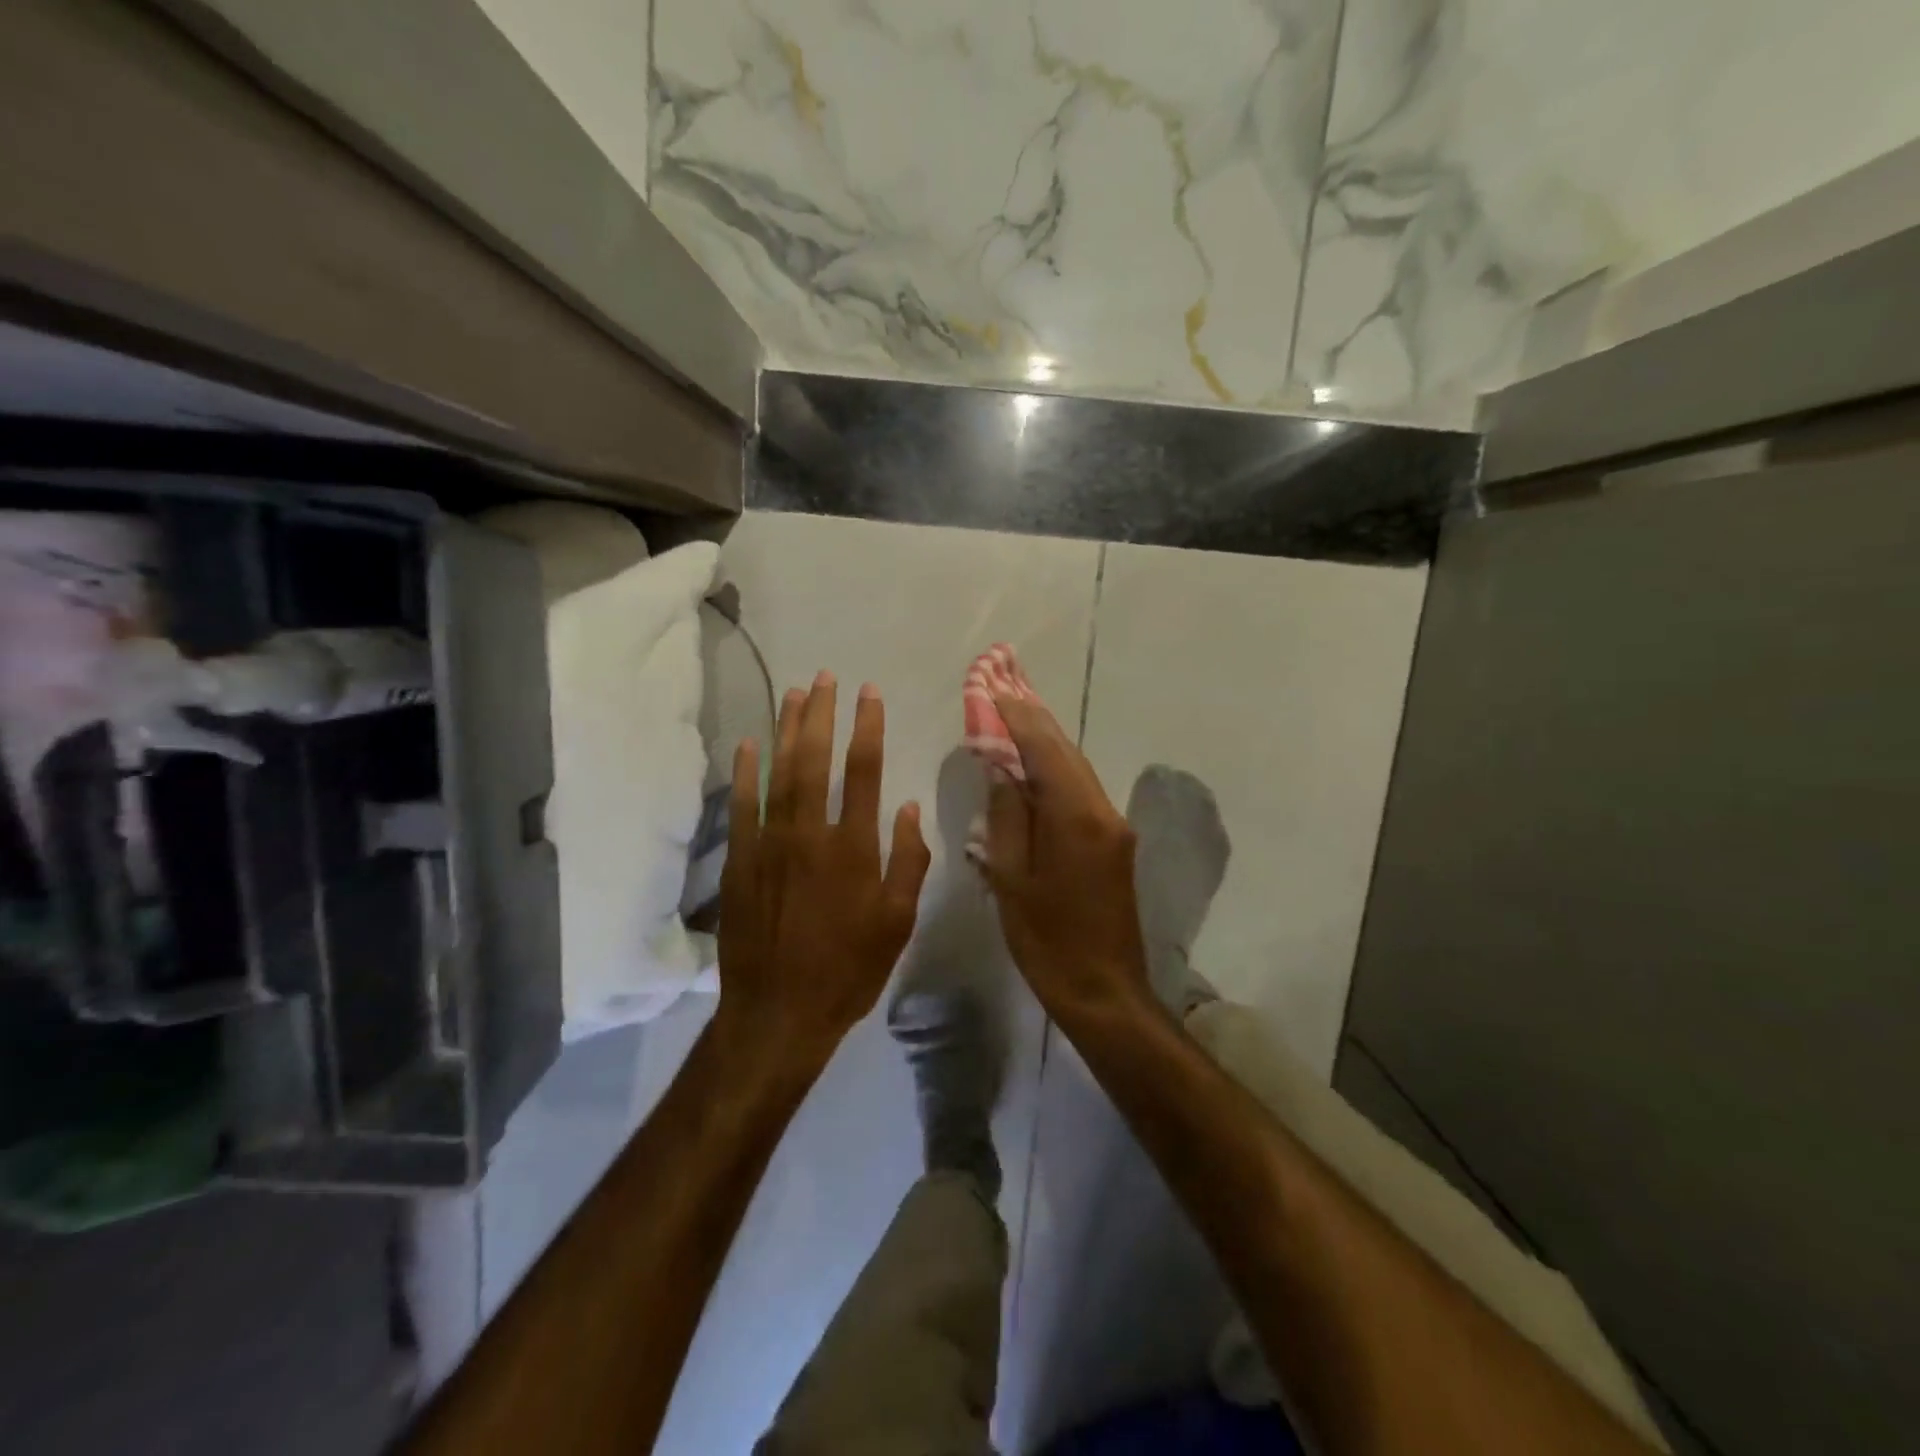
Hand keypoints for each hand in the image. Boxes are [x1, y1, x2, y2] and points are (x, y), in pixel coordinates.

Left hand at [718, 672, 931, 1072]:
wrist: (779, 1013)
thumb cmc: (849, 970)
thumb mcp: (897, 923)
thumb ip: (908, 862)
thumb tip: (908, 808)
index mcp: (854, 848)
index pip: (864, 772)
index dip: (867, 728)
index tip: (868, 694)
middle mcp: (811, 835)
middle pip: (816, 761)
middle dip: (821, 715)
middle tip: (825, 677)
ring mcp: (770, 845)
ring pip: (779, 774)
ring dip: (786, 731)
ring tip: (794, 694)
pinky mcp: (740, 861)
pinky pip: (742, 807)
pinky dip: (745, 773)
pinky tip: (749, 744)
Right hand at [981, 696, 1153, 1017]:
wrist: (1105, 991)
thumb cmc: (1048, 941)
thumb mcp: (1013, 880)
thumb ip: (1007, 817)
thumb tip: (1002, 768)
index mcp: (1076, 817)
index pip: (1044, 748)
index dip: (1016, 716)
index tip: (992, 687)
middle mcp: (1102, 810)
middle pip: (1065, 750)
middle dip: (1033, 716)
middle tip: (1004, 683)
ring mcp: (1114, 825)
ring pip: (1075, 767)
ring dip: (1045, 739)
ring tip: (1014, 711)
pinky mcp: (1114, 842)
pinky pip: (1080, 790)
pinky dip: (1055, 768)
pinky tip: (1033, 762)